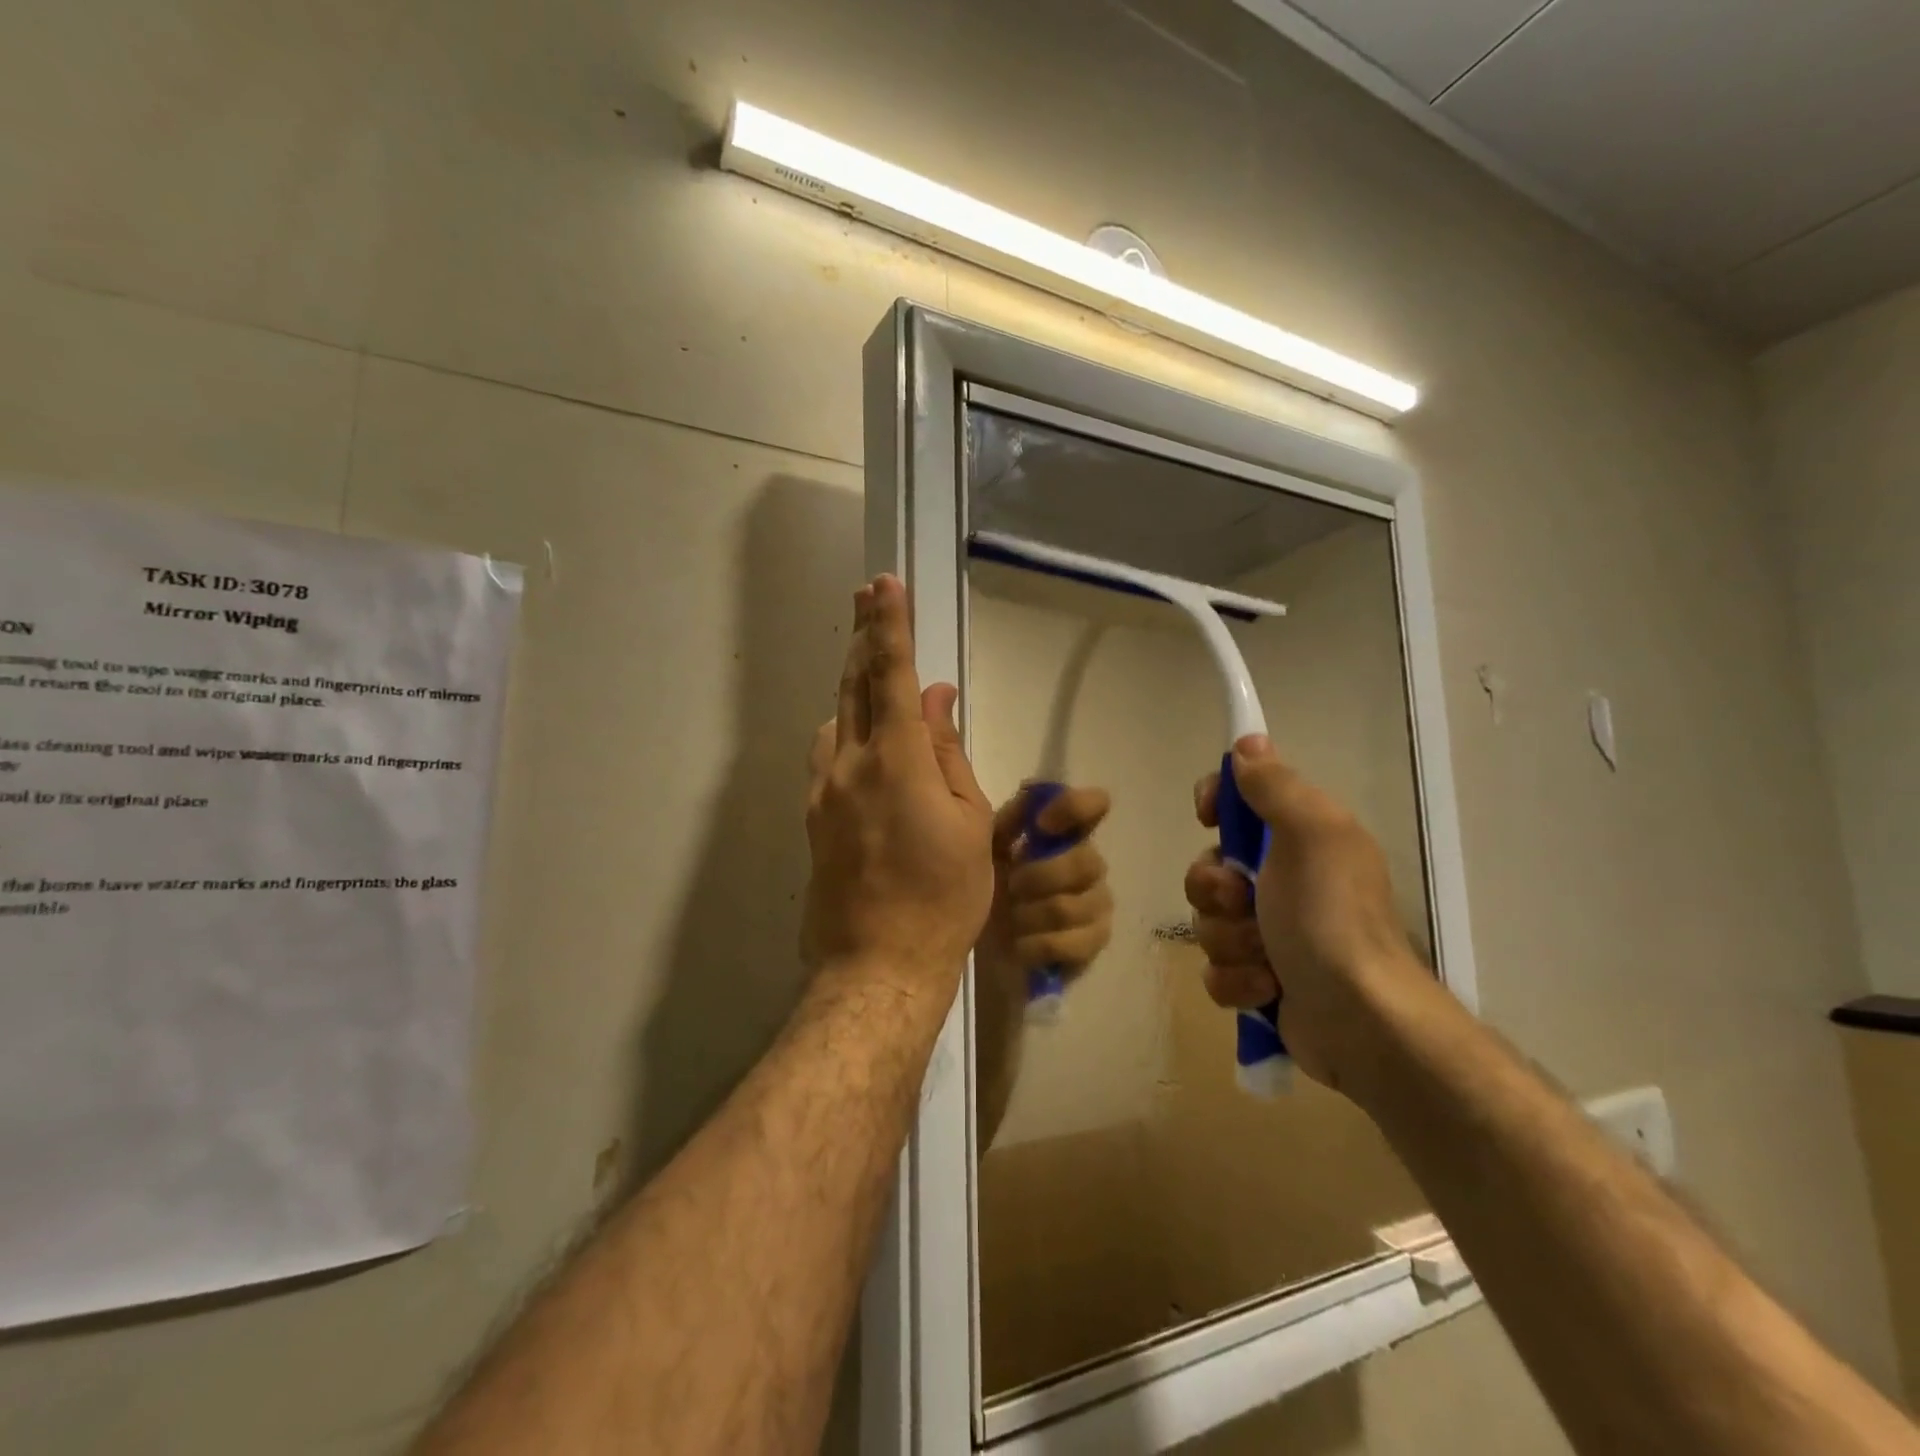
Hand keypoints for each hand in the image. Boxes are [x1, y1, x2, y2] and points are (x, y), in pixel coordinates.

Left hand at [802, 575, 994, 1001]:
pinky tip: (859, 734)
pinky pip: (828, 754)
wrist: (880, 963)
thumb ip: (948, 752)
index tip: (885, 584)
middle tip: (864, 594)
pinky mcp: (813, 817)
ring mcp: (823, 791)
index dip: (890, 625)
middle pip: (853, 684)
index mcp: (896, 761)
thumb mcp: (969, 822)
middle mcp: (849, 764)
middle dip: (862, 635)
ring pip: (835, 718)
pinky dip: (845, 729)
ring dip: (853, 684)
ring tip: (870, 664)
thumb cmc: (945, 896)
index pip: (892, 675)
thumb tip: (938, 697)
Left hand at [977, 785, 1113, 991]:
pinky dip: (1037, 945)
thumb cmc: (987, 885)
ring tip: (1011, 919)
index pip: (1094, 805)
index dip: (1074, 808)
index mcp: (1065, 835)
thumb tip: (1031, 789)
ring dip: (1030, 915)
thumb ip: (1011, 820)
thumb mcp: (988, 847)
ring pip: (1070, 906)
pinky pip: (1072, 943)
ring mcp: (1097, 904)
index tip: (1041, 825)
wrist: (979, 941)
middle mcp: (1089, 864)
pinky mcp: (1094, 942)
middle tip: (1011, 887)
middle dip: (1038, 877)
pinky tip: (1021, 945)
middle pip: (1085, 861)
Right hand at [1184, 734, 1420, 1093]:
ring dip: (1229, 940)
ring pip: (1208, 921)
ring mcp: (1270, 934)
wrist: (1361, 1020)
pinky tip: (1265, 990)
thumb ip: (1276, 786)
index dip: (1216, 803)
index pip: (1240, 801)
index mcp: (1301, 840)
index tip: (1208, 816)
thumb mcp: (1310, 835)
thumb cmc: (1331, 918)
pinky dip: (1236, 980)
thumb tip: (1248, 742)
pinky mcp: (1260, 981)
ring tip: (1265, 958)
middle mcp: (1284, 881)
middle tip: (1243, 903)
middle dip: (1214, 889)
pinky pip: (1216, 969)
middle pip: (1209, 867)